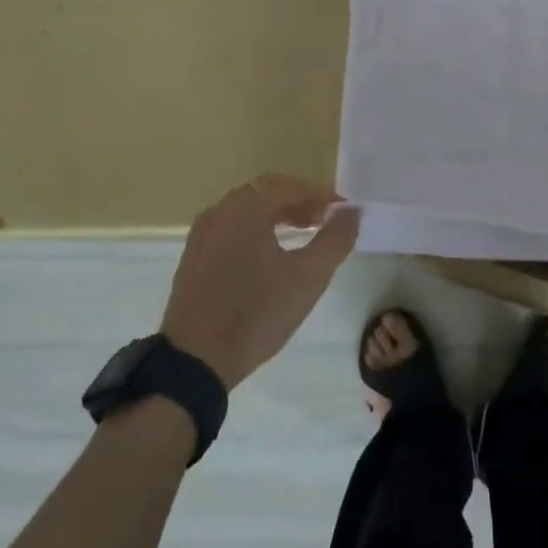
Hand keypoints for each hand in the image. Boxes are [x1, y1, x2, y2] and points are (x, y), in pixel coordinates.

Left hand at [160, 174, 360, 389]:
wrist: (195, 361)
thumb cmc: (257, 313)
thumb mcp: (308, 277)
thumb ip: (336, 238)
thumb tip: (353, 210)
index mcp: (246, 207)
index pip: (291, 187)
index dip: (322, 195)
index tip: (345, 211)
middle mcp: (221, 210)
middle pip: (267, 192)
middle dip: (300, 202)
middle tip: (325, 221)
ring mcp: (203, 232)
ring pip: (247, 210)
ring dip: (278, 215)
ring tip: (303, 234)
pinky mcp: (194, 255)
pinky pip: (231, 228)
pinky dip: (255, 230)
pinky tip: (269, 255)